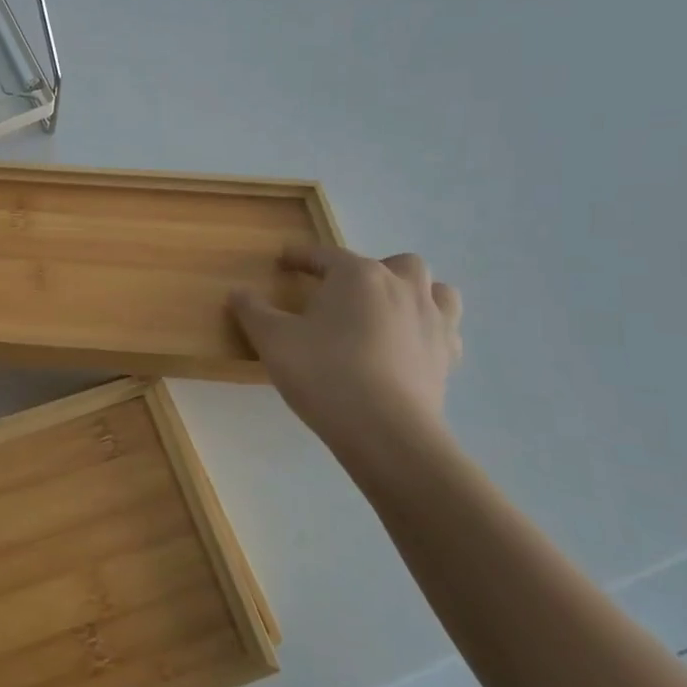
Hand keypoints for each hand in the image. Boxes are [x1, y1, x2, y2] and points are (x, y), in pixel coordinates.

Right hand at [231, 244, 463, 450]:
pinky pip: (445, 329)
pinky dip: (428, 329)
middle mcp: (402, 287)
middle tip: (344, 292)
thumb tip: (238, 292)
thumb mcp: (273, 339)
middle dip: (371, 270)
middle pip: (395, 263)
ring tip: (387, 311)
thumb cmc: (324, 373)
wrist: (385, 431)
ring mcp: (432, 321)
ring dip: (412, 293)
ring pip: (435, 290)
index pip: (325, 255)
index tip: (283, 260)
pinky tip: (408, 346)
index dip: (301, 257)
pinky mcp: (447, 356)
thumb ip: (253, 311)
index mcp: (358, 275)